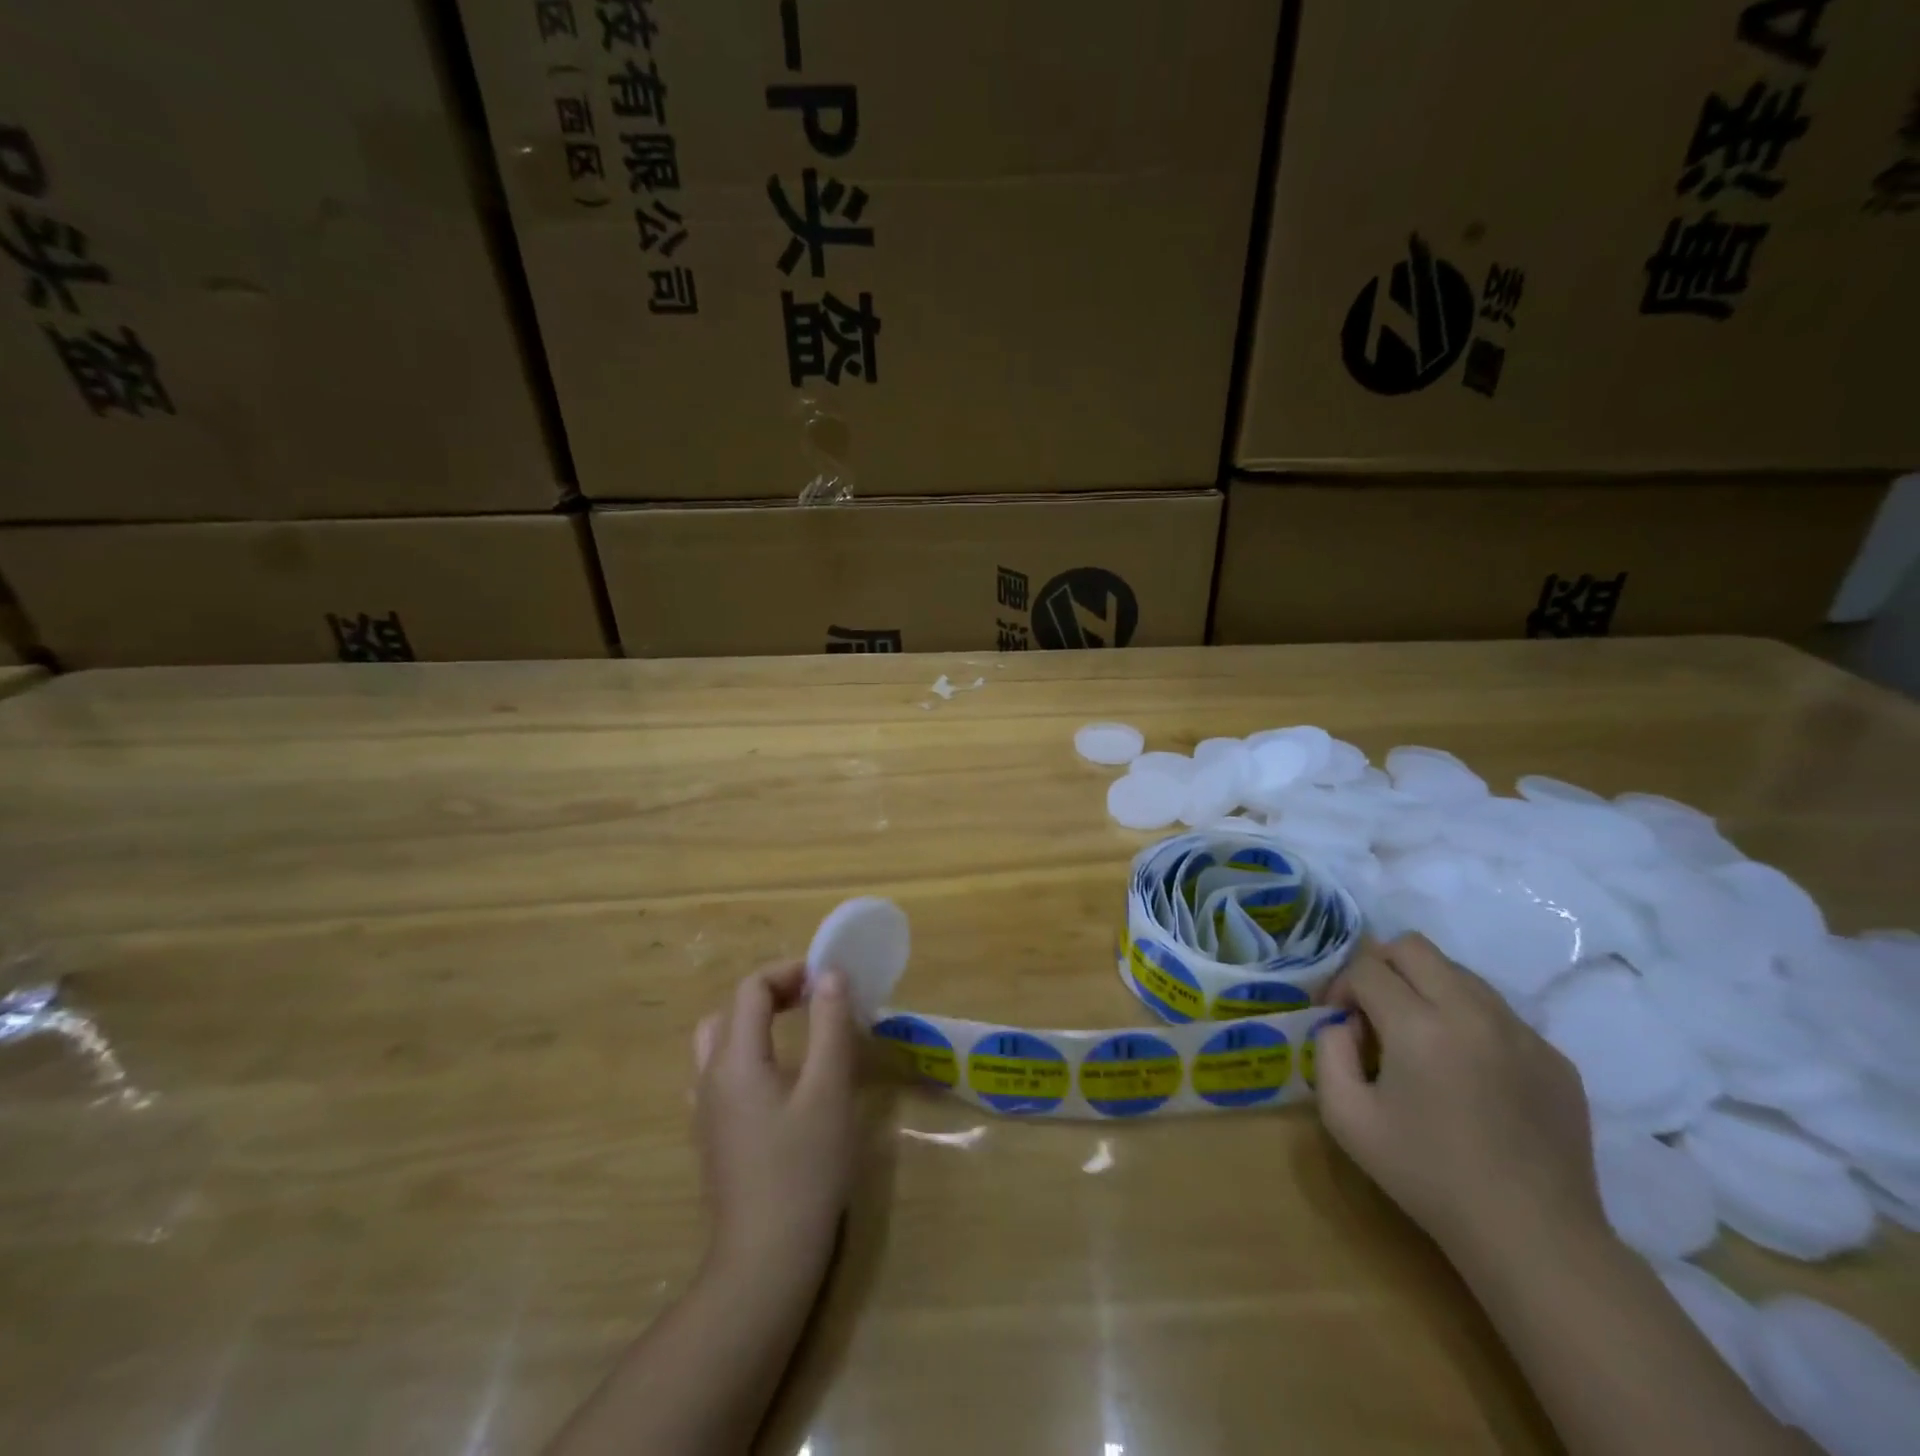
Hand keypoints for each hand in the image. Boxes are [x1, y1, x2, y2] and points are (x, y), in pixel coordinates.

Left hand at [692, 961, 858, 1280]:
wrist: (763, 1262)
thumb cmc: (803, 1170)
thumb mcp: (828, 1091)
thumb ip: (829, 1026)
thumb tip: (830, 975)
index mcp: (735, 1059)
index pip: (751, 989)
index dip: (789, 972)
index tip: (828, 979)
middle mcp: (710, 1077)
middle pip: (731, 1011)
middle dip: (772, 993)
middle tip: (814, 1000)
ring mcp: (706, 1110)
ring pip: (720, 1043)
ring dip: (756, 1023)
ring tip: (797, 1033)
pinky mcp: (712, 1137)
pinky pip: (722, 1074)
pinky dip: (749, 1055)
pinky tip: (778, 1081)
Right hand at [1314, 934, 1602, 1265]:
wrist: (1533, 1236)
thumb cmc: (1427, 1176)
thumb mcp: (1345, 1117)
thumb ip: (1328, 1052)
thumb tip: (1344, 1023)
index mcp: (1419, 1025)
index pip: (1366, 967)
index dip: (1341, 986)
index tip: (1339, 1022)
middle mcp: (1473, 1012)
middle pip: (1414, 947)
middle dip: (1381, 967)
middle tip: (1373, 1010)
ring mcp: (1521, 1032)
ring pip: (1460, 973)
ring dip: (1426, 988)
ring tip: (1420, 1038)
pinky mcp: (1554, 1057)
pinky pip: (1498, 1013)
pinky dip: (1469, 1022)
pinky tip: (1467, 1073)